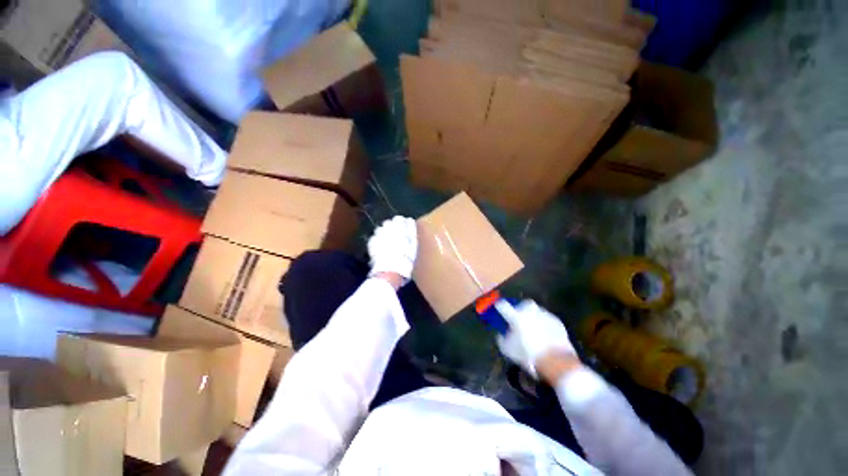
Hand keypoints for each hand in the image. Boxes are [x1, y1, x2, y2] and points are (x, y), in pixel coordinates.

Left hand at [368, 216, 417, 286]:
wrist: (391, 269)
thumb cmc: (406, 257)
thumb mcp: (413, 243)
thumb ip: (411, 230)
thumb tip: (409, 220)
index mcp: (399, 226)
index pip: (398, 219)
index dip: (400, 224)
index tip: (403, 231)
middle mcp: (387, 228)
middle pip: (388, 223)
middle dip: (391, 229)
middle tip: (395, 238)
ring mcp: (377, 234)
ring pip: (380, 230)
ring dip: (383, 234)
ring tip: (387, 244)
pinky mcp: (371, 242)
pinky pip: (374, 238)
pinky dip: (377, 242)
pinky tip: (380, 250)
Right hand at [496, 300, 575, 378]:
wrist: (556, 361)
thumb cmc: (528, 355)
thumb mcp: (508, 350)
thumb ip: (502, 339)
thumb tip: (501, 334)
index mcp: (516, 316)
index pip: (503, 306)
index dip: (500, 306)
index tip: (499, 307)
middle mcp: (530, 311)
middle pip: (523, 304)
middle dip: (521, 309)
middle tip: (520, 318)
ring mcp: (545, 315)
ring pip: (536, 311)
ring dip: (533, 316)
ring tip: (534, 328)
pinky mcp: (557, 321)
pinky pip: (547, 319)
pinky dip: (544, 323)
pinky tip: (545, 334)